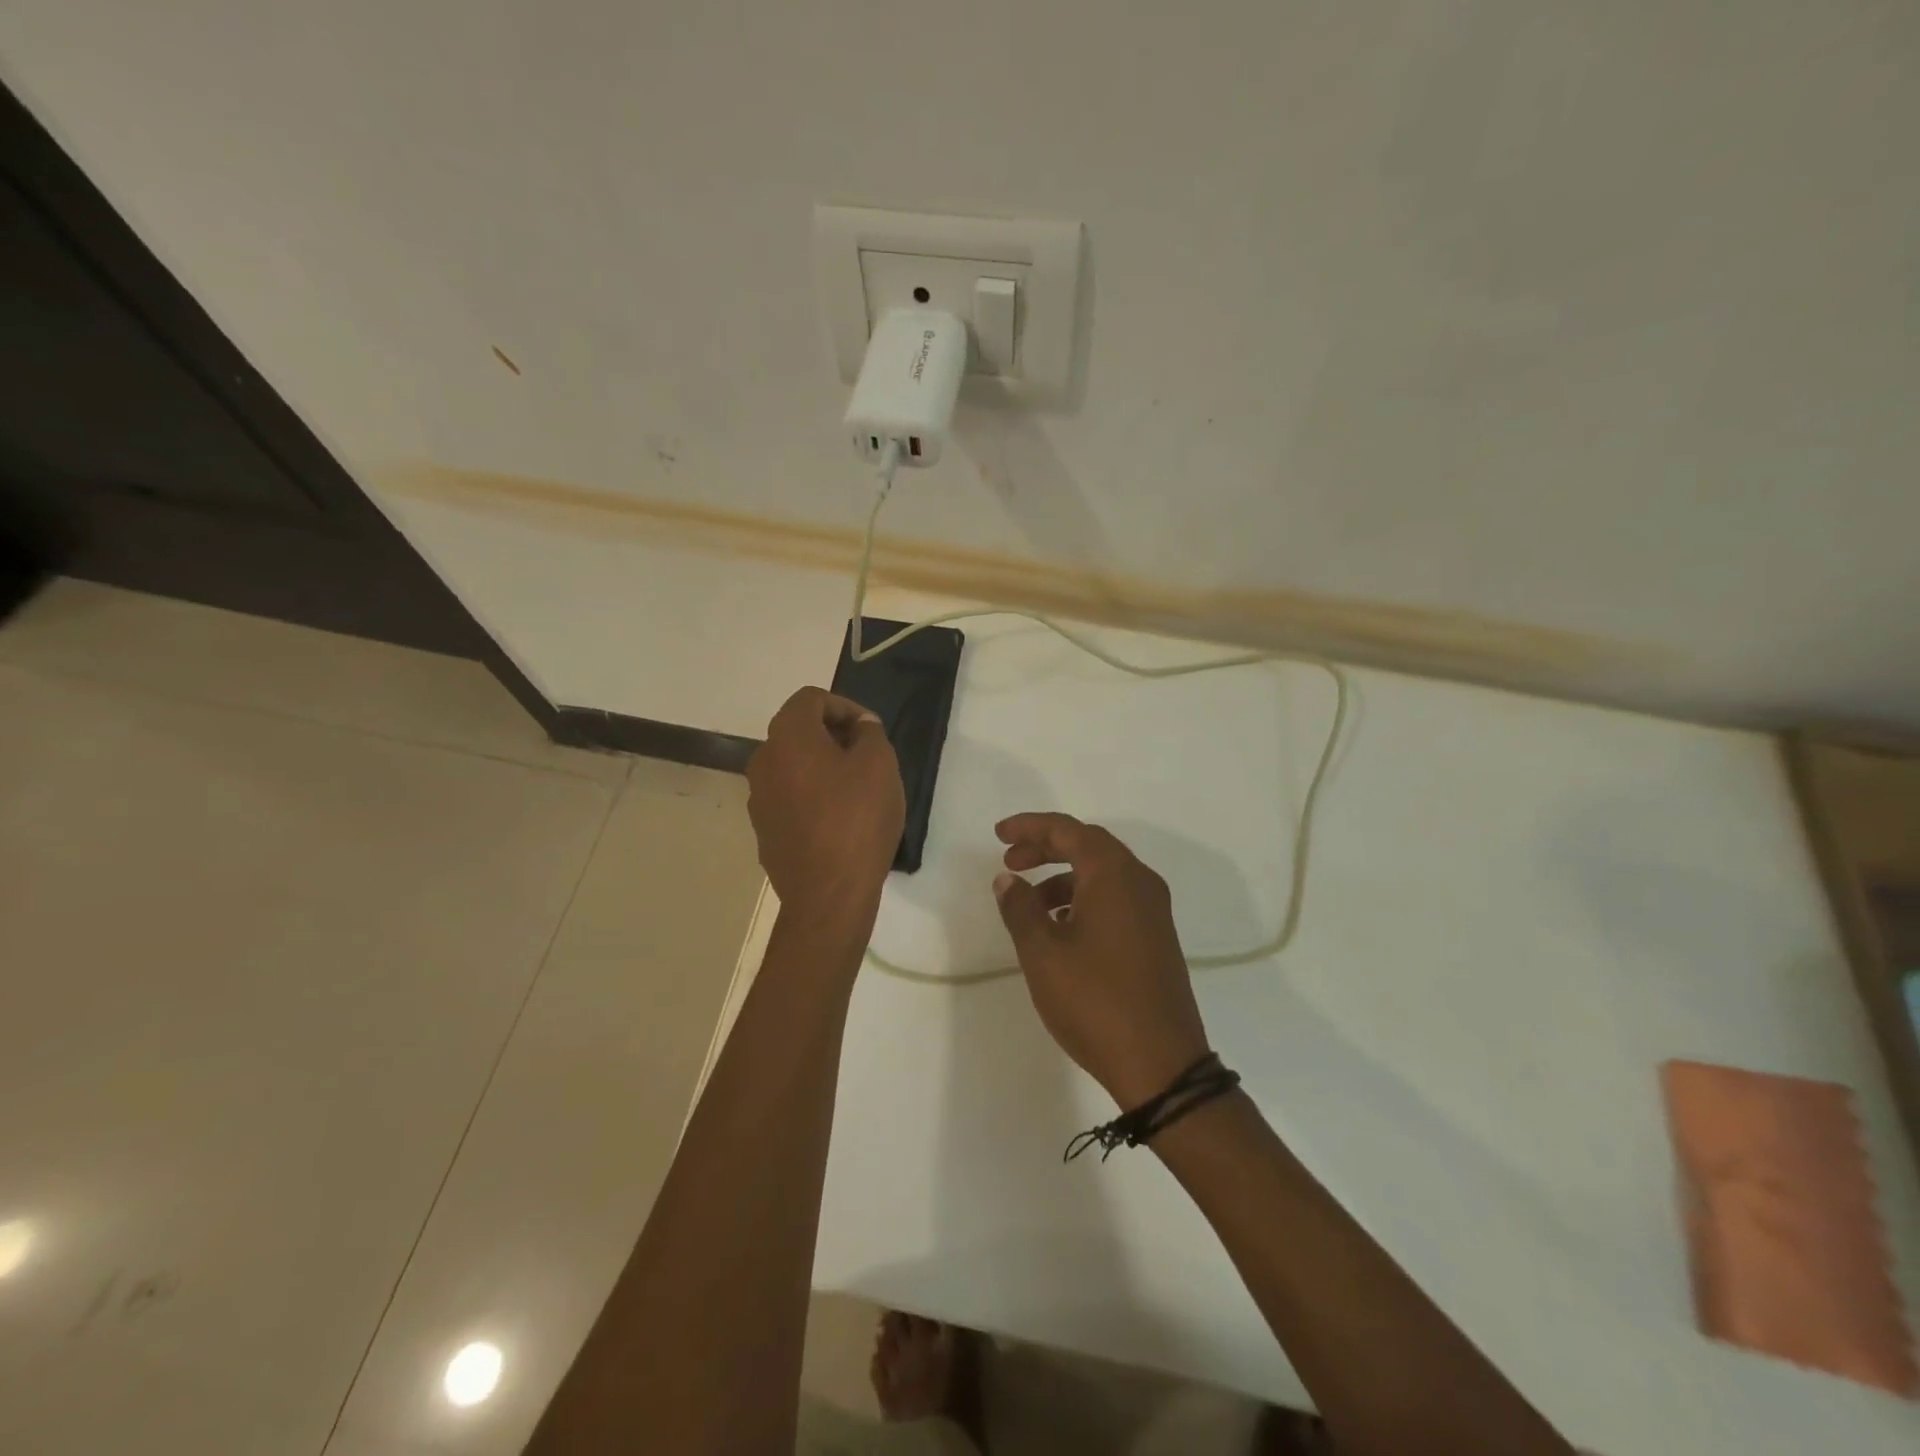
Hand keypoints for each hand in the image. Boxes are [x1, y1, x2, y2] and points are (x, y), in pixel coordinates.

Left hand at [747, 687, 904, 933]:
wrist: (828, 894)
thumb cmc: (857, 819)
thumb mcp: (880, 764)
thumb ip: (870, 733)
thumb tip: (859, 727)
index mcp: (788, 737)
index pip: (811, 698)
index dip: (845, 706)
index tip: (871, 731)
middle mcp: (763, 761)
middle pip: (797, 731)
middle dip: (833, 735)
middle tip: (866, 756)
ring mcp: (758, 798)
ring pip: (792, 766)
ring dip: (821, 767)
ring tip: (855, 789)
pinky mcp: (764, 830)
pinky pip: (789, 798)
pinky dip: (811, 796)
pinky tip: (838, 820)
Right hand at [992, 813, 1211, 1109]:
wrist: (1161, 1064)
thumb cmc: (1095, 1000)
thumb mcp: (1043, 953)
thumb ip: (1021, 908)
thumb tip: (1008, 879)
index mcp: (1114, 875)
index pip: (1068, 830)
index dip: (1030, 826)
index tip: (998, 835)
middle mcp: (1140, 882)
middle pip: (1088, 845)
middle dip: (1046, 847)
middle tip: (1010, 860)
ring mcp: (1153, 910)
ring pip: (1103, 873)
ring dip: (1063, 877)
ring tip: (1029, 903)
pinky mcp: (1157, 936)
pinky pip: (1116, 898)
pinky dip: (1084, 898)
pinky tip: (1061, 927)